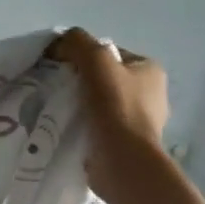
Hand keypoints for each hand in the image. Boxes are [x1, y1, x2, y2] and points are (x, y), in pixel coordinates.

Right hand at [47, 28, 169, 201]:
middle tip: (54, 88)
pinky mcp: (125, 144)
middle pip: (103, 79)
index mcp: (150, 70)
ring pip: (98, 103)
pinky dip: (81, 126)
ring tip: (56, 109)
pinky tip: (65, 128)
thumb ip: (77, 42)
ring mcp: (139, 122)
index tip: (59, 68)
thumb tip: (58, 44)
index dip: (82, 56)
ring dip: (78, 106)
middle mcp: (150, 94)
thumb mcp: (96, 60)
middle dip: (78, 82)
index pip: (109, 53)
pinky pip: (97, 126)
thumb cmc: (116, 107)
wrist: (123, 161)